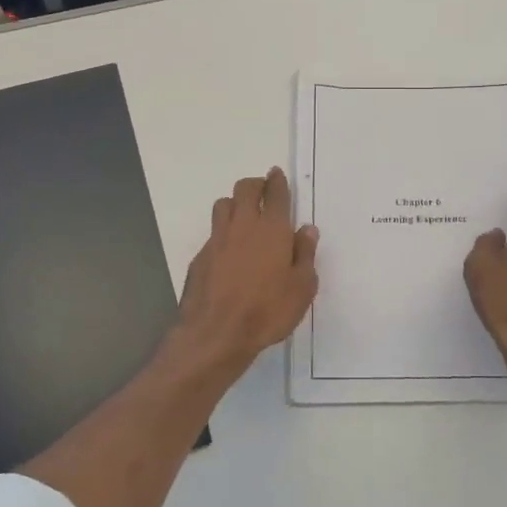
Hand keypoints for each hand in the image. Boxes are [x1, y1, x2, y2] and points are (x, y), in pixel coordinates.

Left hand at [173, 167, 318, 375]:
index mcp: (272, 229)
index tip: (277, 174)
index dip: (277, 181)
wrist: (216, 333)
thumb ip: (305, 254)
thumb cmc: (268, 310)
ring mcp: (217, 240)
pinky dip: (223, 231)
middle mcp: (243, 226)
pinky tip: (230, 249)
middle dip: (255, 184)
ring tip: (244, 214)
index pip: (275, 194)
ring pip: (224, 204)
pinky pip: (213, 232)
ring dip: (235, 203)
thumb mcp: (301, 287)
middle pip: (245, 189)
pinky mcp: (200, 257)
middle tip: (263, 190)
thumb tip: (306, 229)